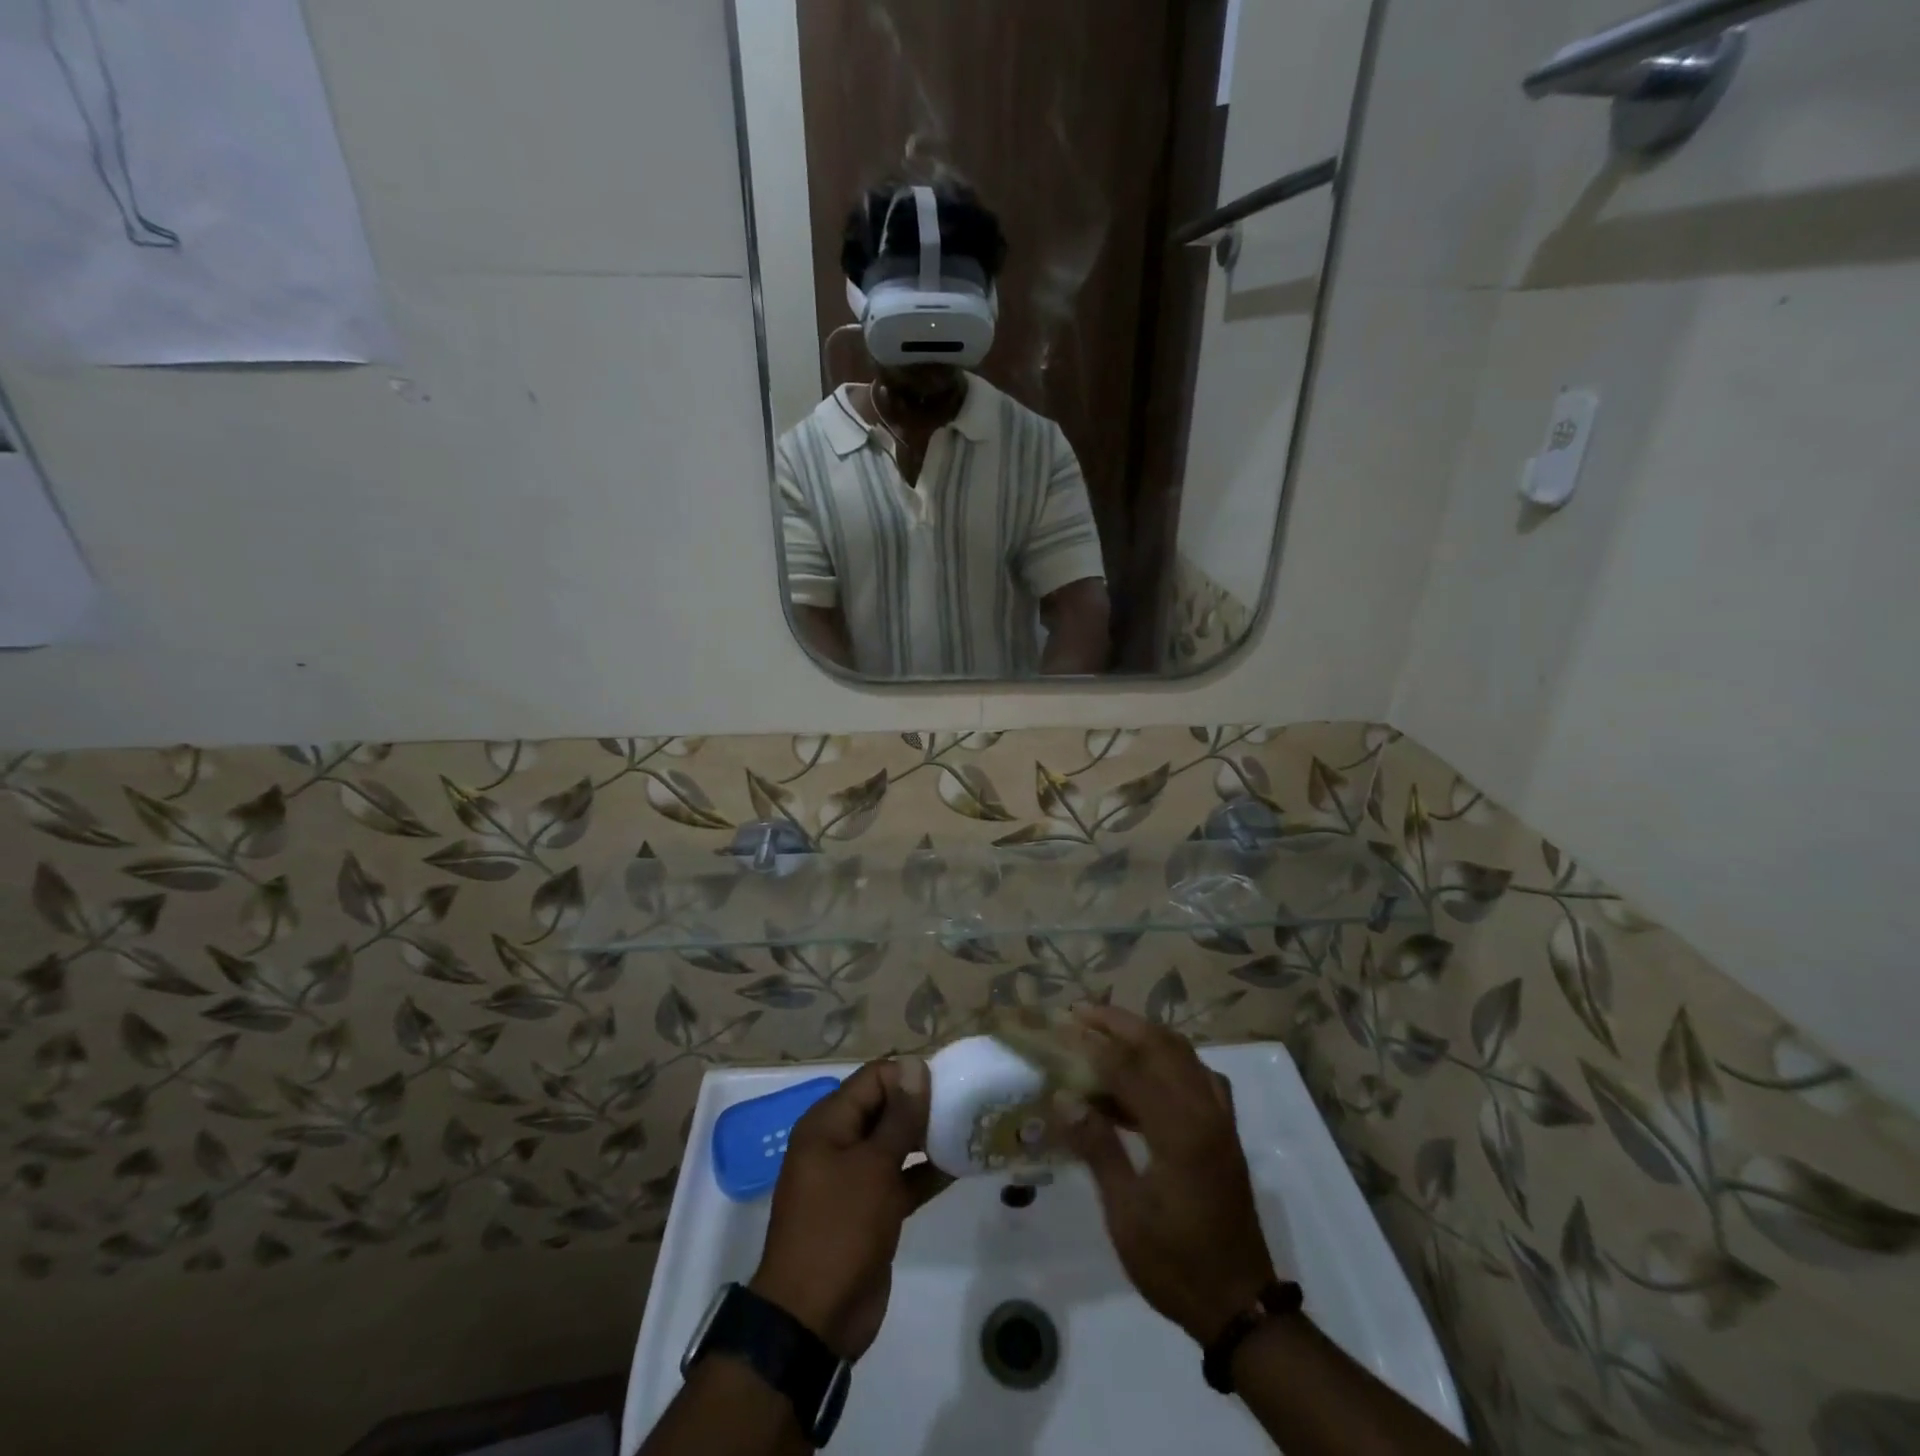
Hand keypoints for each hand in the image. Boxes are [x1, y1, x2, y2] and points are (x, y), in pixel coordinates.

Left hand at [750, 1058, 949, 1360]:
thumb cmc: (840, 1229)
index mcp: (827, 1123)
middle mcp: (838, 1142)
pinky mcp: (870, 1210)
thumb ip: (899, 1117)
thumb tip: (914, 1066)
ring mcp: (853, 1178)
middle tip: (964, 1106)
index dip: (909, 1076)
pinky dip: (925, 1172)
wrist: (814, 1320)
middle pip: (884, 1107)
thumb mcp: (873, 1167)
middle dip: (921, 1105)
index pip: (873, 1078)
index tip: (947, 1085)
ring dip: (927, 1138)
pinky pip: (900, 1178)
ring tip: (968, 1130)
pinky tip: (959, 1166)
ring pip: (895, 1143)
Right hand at [1059, 1006, 1277, 1344]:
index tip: (1061, 1028)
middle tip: (1081, 1013)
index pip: (1129, 1068)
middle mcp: (1204, 1111)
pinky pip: (1198, 1075)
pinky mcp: (1225, 1130)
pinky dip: (1169, 1059)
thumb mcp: (1127, 1214)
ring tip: (1104, 1032)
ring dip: (1144, 1036)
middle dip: (1119, 1023)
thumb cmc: (1176, 1264)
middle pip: (1161, 1045)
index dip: (1093, 1046)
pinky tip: (1146, 1073)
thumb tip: (1063, 1099)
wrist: (1240, 1305)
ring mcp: (1220, 1118)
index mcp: (1180, 1130)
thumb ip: (1098, 1148)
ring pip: (1183, 1054)